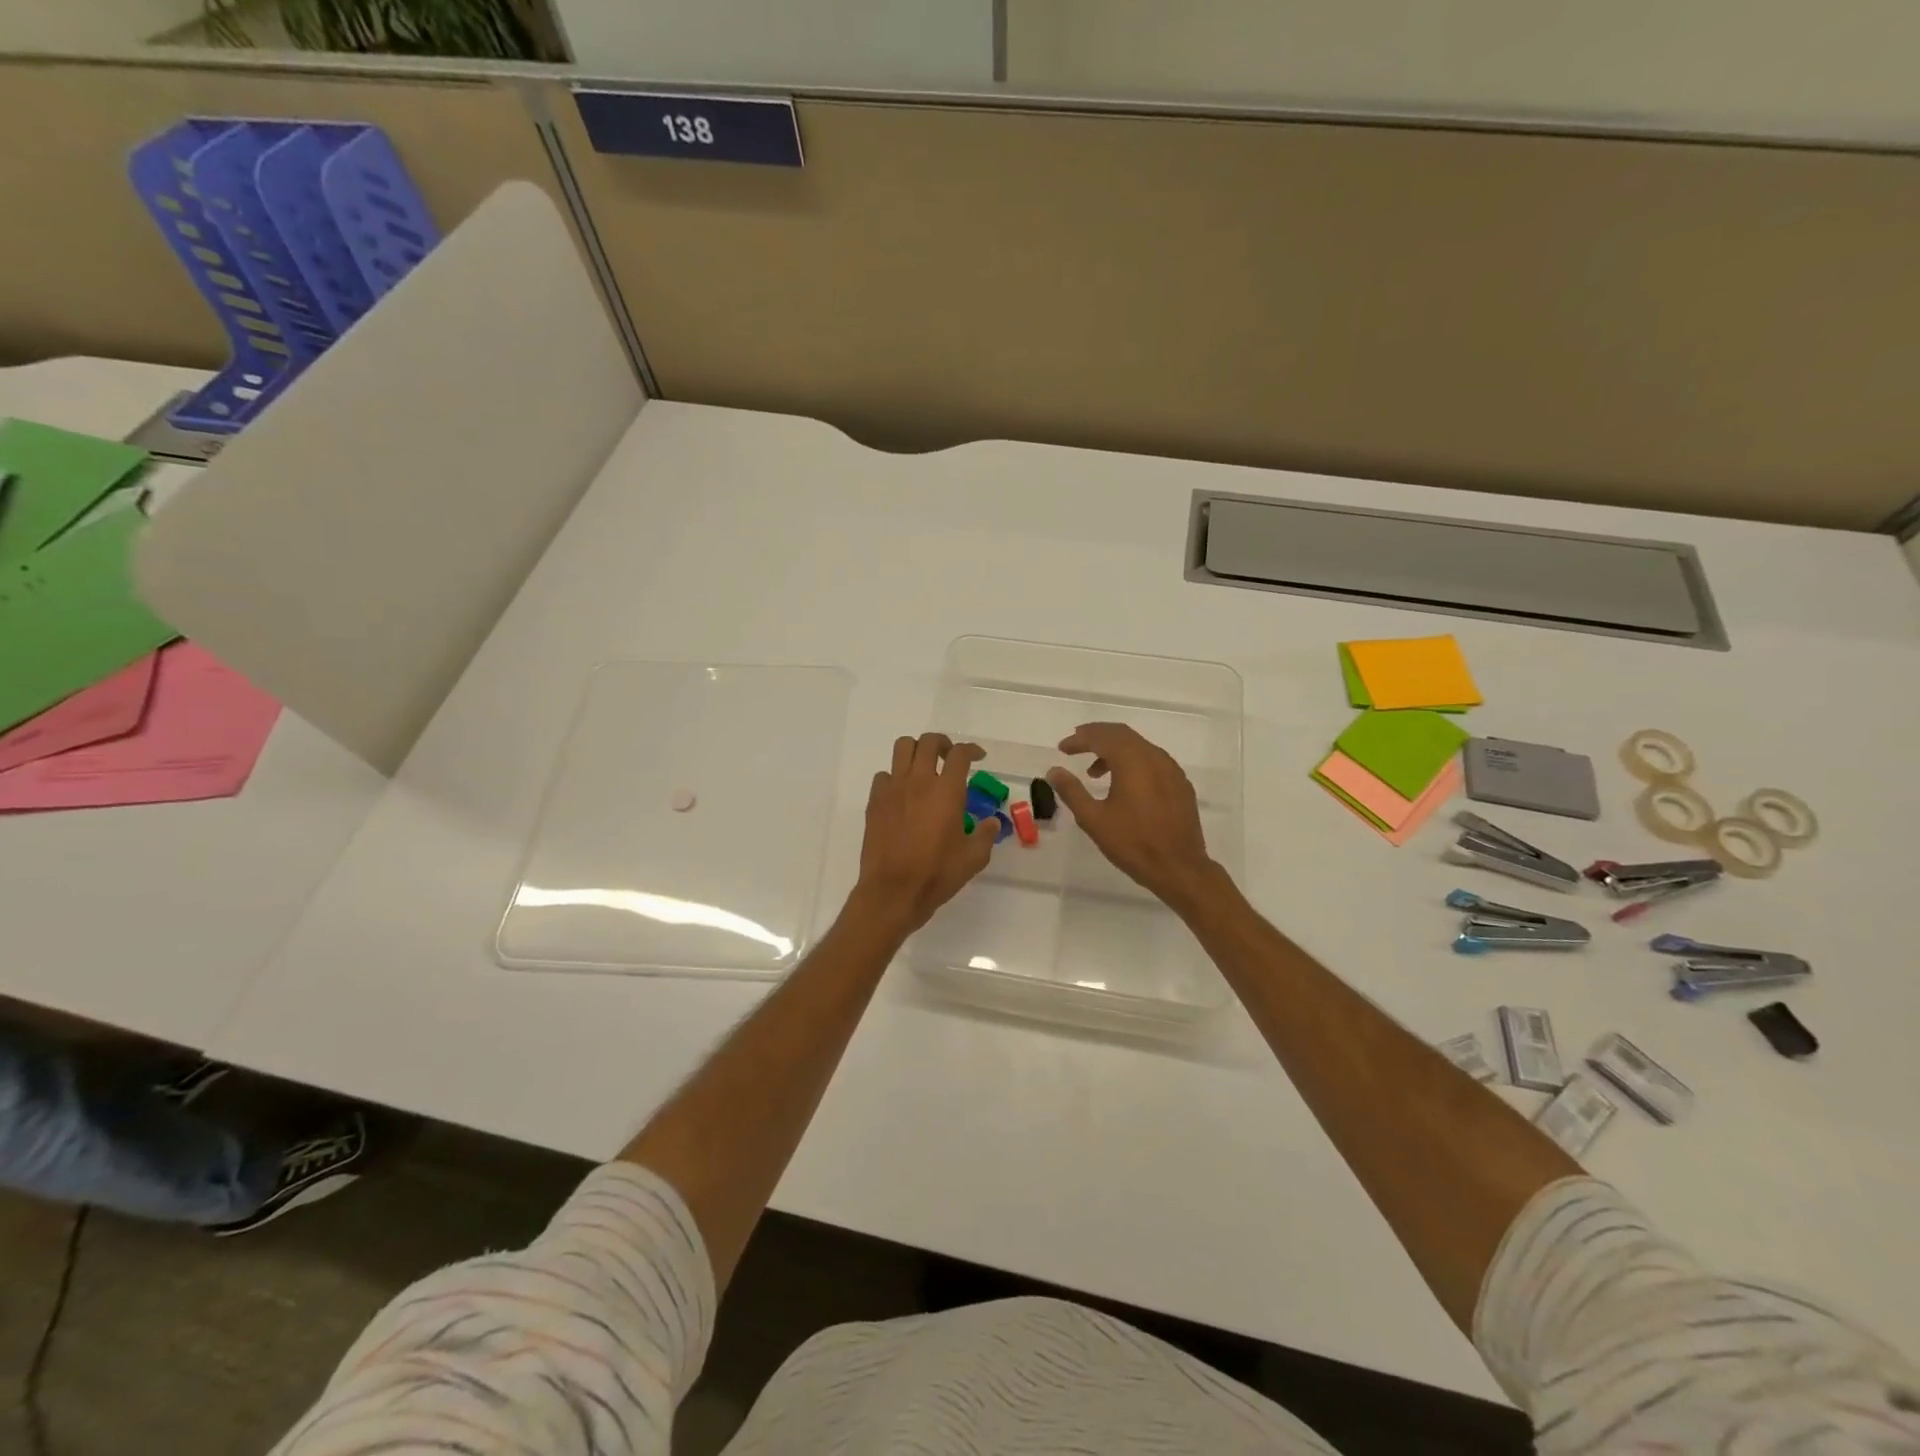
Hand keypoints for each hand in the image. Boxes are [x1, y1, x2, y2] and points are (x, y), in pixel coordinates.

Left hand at [853, 733, 997, 934]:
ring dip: (916, 751)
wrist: (893, 891)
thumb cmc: (937, 874)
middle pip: (928, 741)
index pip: (960, 754)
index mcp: (947, 791)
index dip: (971, 750)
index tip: (978, 757)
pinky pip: (884, 775)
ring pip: (902, 748)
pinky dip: (895, 777)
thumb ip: (985, 835)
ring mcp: (893, 789)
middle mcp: (919, 781)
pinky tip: (902, 794)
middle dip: (942, 743)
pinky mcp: (875, 802)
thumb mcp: (973, 858)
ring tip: (924, 767)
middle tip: (950, 757)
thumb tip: (991, 823)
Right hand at [1047, 723, 1222, 912]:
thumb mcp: (1093, 819)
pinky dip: (1133, 762)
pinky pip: (1153, 761)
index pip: (1102, 737)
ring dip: (1115, 750)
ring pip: (1139, 746)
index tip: (1062, 748)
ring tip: (1095, 771)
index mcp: (1132, 761)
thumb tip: (1054, 771)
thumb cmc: (1132, 843)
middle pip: (1122, 734)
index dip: (1079, 739)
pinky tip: (1124, 784)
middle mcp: (1155, 757)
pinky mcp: (1180, 784)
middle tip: (1077, 744)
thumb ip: (1071, 791)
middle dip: (1097, 736)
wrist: (1179, 868)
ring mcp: (1171, 769)